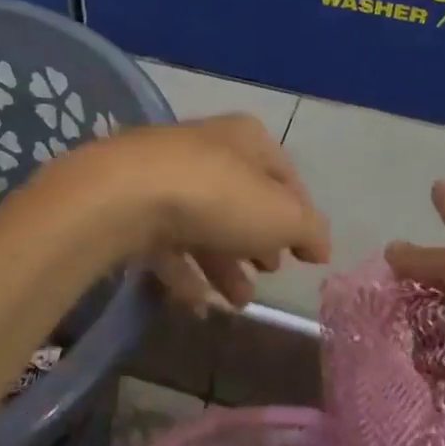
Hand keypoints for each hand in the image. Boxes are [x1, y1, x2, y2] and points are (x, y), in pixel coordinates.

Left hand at [43, 114, 330, 309]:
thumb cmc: (218, 197)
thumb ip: (309, 230)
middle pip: (241, 200)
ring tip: (238, 303)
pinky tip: (197, 305)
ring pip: (202, 225)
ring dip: (223, 265)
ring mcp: (162, 178)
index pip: (285, 176)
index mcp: (245, 139)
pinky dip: (184, 274)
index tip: (308, 253)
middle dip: (258, 241)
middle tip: (270, 273)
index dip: (300, 214)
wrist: (124, 197)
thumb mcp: (282, 216)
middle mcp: (204, 150)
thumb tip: (320, 247)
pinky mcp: (130, 207)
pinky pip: (165, 244)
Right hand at [386, 181, 444, 445]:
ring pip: (432, 327)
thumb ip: (429, 261)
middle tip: (392, 297)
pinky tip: (430, 374)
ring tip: (427, 346)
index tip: (437, 184)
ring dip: (424, 337)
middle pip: (442, 283)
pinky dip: (433, 371)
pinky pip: (438, 368)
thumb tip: (394, 250)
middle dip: (418, 290)